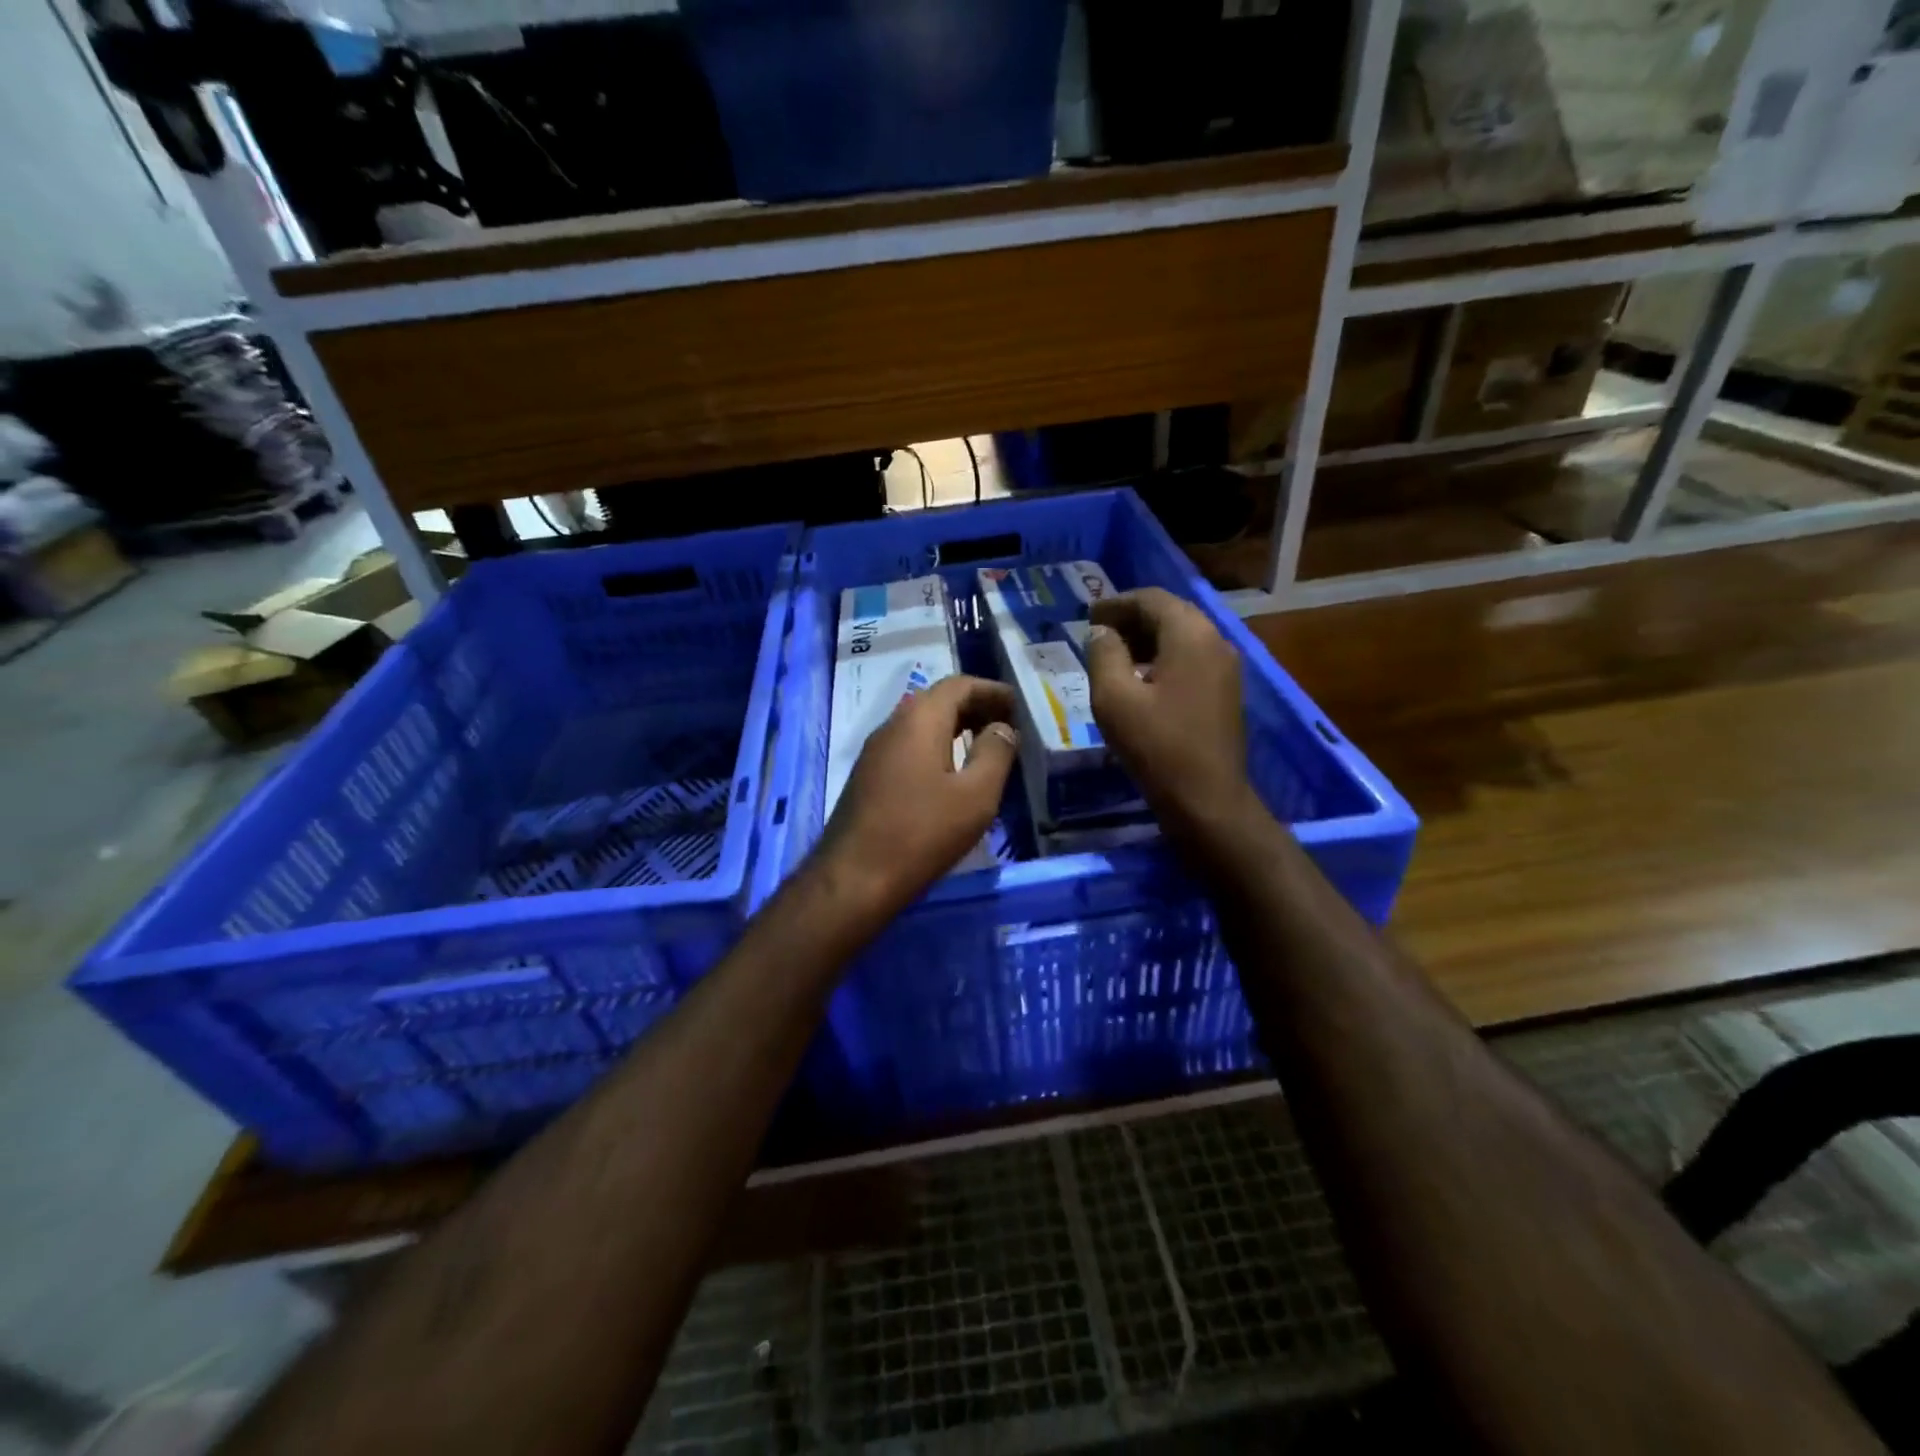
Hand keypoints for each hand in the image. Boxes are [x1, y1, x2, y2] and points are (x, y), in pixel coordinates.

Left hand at [814, 675, 1019, 916]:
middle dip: (974, 706)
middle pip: (937, 701)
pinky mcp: (868, 777)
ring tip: (984, 746)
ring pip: (920, 724)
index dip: (991, 690)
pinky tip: (951, 772)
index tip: (1017, 705)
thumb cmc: (922, 833)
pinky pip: (908, 746)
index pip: (958, 685)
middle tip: (1005, 724)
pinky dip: (936, 746)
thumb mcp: (975, 795)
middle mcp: (892, 725)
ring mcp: (875, 752)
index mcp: (919, 720)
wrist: (854, 878)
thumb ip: (995, 753)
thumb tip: (1002, 728)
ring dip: (954, 727)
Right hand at [1083, 588, 1254, 831]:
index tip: (1088, 615)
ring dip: (1147, 639)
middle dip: (1132, 618)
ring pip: (1182, 637)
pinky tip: (1140, 679)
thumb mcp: (1114, 698)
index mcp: (1190, 634)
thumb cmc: (1156, 745)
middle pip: (1170, 614)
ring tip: (1113, 655)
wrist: (1207, 799)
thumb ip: (1104, 654)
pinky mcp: (1226, 692)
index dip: (1116, 603)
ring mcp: (1226, 667)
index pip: (1151, 599)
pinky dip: (1163, 658)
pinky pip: (1191, 659)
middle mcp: (1215, 641)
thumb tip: (1103, 632)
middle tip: (1097, 632)